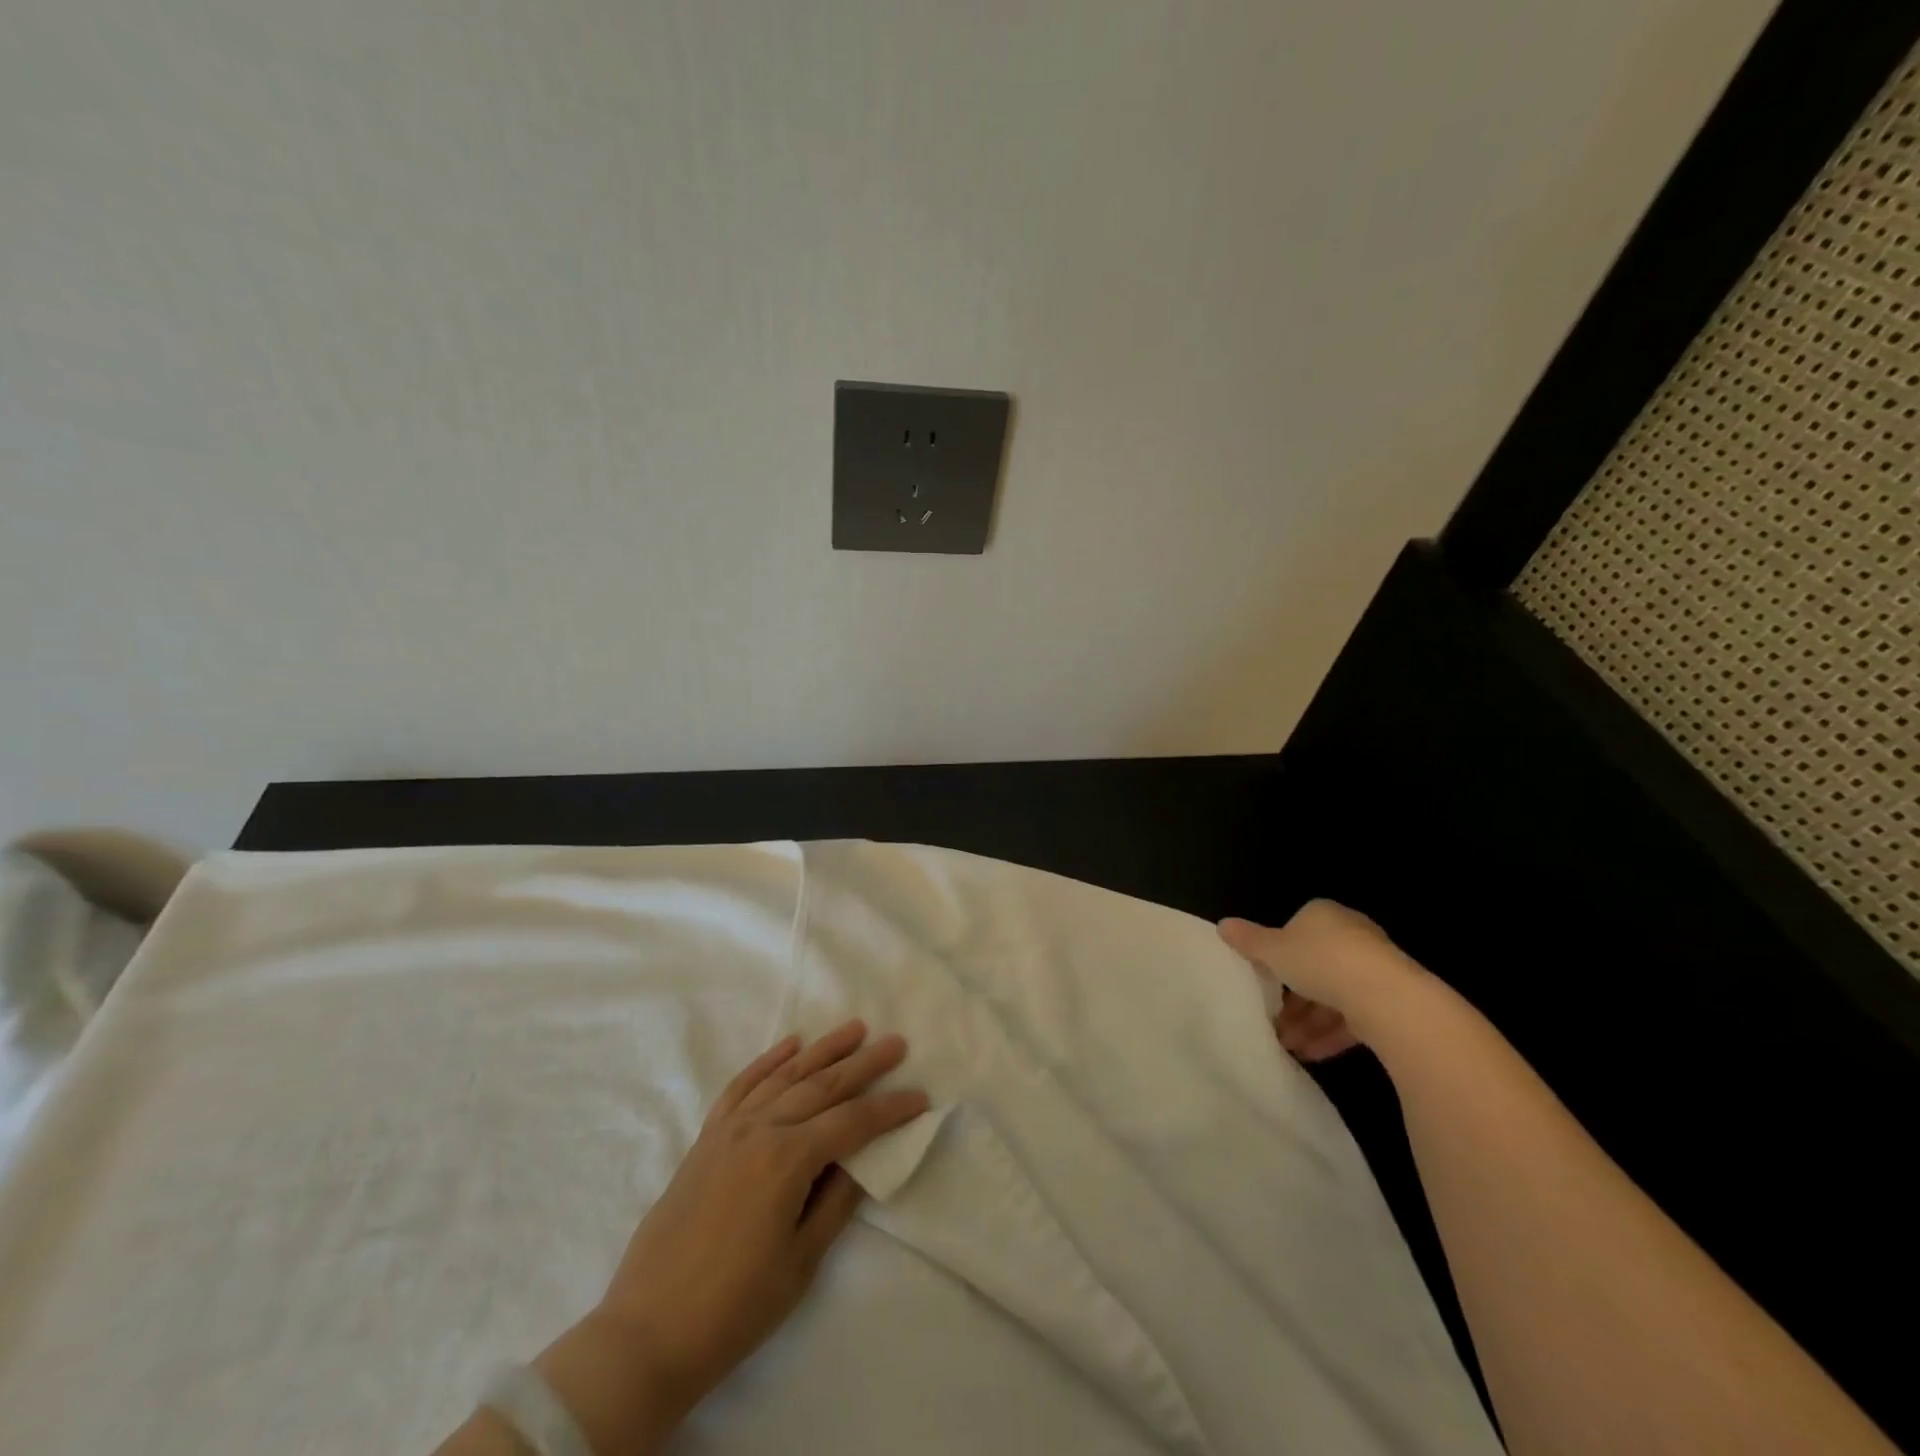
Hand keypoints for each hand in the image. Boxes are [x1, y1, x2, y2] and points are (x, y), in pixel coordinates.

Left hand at [595, 1020, 928, 1414]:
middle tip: (896, 1043)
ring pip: (785, 1075)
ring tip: (855, 1028)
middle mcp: (760, 1129)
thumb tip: (862, 1160)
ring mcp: (729, 1128)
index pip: (852, 1122)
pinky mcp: (707, 1137)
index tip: (920, 1097)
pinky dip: (768, 1060)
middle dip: (864, 1064)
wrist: (648, 1331)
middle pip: (823, 1086)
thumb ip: (836, 1201)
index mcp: (787, 1160)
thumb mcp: (801, 1261)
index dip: (890, 1109)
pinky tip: (790, 1044)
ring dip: (823, 1049)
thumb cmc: (735, 1307)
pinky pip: (742, 1085)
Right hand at [1218, 900, 1420, 1060]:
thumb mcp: (1272, 951)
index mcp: (1323, 916)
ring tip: (1288, 1046)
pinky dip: (1332, 1034)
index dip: (1277, 957)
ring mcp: (1374, 969)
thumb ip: (1248, 940)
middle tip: (1272, 1021)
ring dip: (1308, 1022)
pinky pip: (1354, 1016)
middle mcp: (1351, 936)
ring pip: (1333, 994)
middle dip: (1292, 998)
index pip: (1295, 932)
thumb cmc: (1320, 961)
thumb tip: (1222, 925)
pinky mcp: (1391, 1000)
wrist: (1385, 997)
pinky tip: (1313, 1054)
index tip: (1263, 982)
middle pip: (1314, 967)